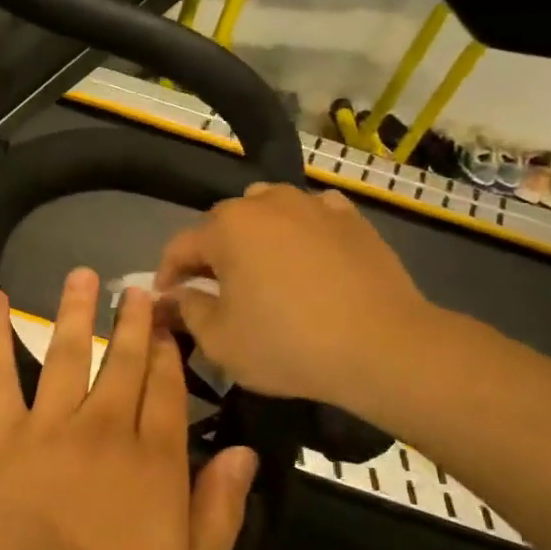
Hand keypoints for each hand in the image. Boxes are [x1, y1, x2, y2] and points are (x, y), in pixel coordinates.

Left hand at [0, 270, 259, 549]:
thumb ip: (221, 512)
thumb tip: (244, 451)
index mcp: (155, 464)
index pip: (169, 391)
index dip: (172, 354)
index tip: (172, 322)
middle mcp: (105, 433)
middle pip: (123, 364)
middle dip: (133, 322)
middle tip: (137, 288)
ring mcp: (49, 433)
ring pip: (66, 355)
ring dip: (75, 312)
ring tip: (82, 275)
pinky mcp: (1, 445)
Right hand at [154, 182, 440, 412]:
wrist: (382, 347)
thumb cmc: (288, 345)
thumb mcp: (220, 341)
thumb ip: (187, 311)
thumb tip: (172, 296)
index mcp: (227, 228)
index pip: (180, 246)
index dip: (167, 274)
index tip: (168, 300)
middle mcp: (266, 203)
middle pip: (223, 224)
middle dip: (211, 255)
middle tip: (214, 290)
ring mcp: (313, 205)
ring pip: (268, 211)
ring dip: (255, 236)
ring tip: (261, 269)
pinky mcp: (351, 218)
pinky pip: (311, 215)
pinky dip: (300, 231)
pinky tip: (306, 258)